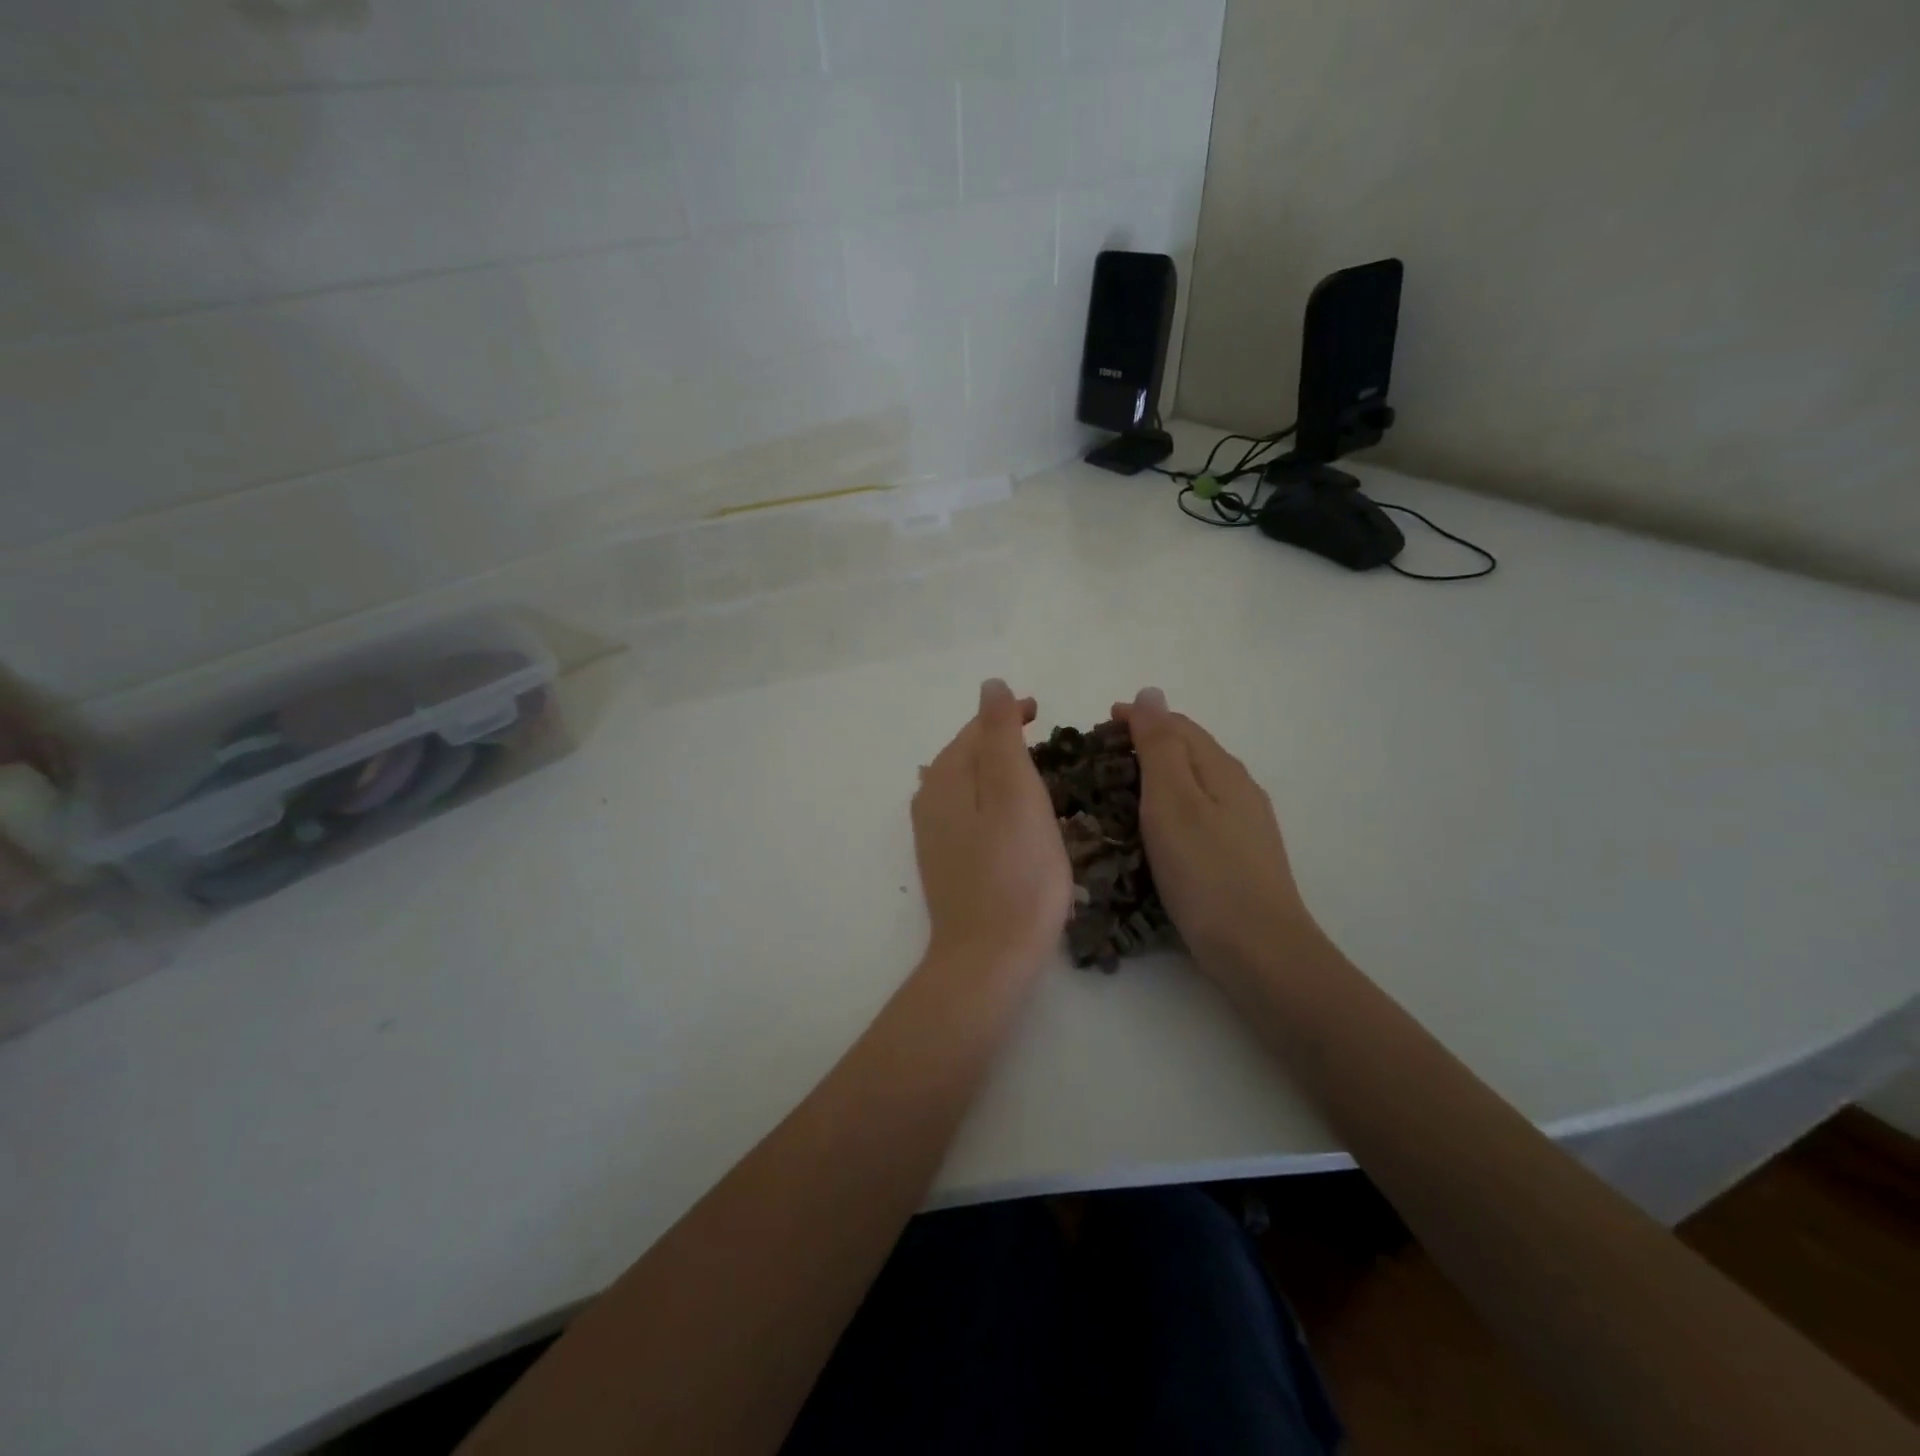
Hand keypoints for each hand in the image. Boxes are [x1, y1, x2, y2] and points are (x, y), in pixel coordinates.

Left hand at [912, 680, 1072, 977]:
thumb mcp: (1014, 792)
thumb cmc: (1015, 871)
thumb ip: (1000, 735)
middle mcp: (929, 799)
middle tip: (1041, 738)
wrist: (988, 955)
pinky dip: (988, 799)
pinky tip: (1005, 814)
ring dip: (993, 769)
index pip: (976, 728)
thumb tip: (990, 686)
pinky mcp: (944, 861)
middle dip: (1000, 739)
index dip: (1008, 714)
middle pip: (965, 753)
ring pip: (964, 783)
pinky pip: (965, 812)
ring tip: (1028, 771)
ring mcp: (933, 834)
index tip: (1042, 712)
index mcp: (946, 777)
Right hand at [1112, 687, 1319, 986]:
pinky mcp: (1239, 856)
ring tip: (1119, 791)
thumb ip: (1159, 745)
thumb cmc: (1205, 871)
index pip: (1177, 725)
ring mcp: (1244, 824)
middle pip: (1189, 751)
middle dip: (1145, 745)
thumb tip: (1150, 692)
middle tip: (1100, 760)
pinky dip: (1169, 807)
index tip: (1098, 725)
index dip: (1138, 718)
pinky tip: (1155, 830)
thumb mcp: (1173, 800)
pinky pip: (1199, 813)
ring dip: (1157, 776)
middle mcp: (1238, 788)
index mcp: (1221, 768)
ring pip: (1194, 783)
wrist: (1259, 949)